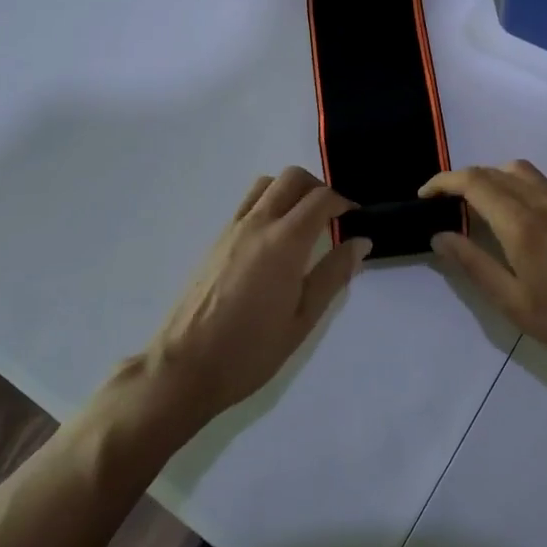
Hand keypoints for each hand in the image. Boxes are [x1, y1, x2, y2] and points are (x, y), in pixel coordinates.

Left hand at [142, 167, 368, 424]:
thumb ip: (334, 274)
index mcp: (285, 242)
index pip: (321, 199)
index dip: (344, 202)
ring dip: (290, 190)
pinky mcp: (216, 240)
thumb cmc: (251, 350)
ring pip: (266, 184)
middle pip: (292, 178)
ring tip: (303, 222)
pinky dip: (269, 203)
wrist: (184, 367)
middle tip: (332, 216)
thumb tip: (361, 242)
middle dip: (318, 188)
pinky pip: (248, 203)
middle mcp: (258, 224)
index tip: (356, 219)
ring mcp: (232, 229)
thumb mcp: (303, 319)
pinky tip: (275, 240)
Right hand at [422, 160, 546, 388]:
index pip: (473, 182)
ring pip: (517, 170)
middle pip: (492, 171)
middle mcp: (541, 201)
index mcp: (521, 222)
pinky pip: (536, 182)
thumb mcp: (512, 302)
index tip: (423, 196)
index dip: (443, 183)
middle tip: (442, 204)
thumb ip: (473, 264)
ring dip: (489, 177)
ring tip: (472, 206)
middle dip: (461, 179)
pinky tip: (508, 214)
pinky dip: (511, 184)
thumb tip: (439, 236)